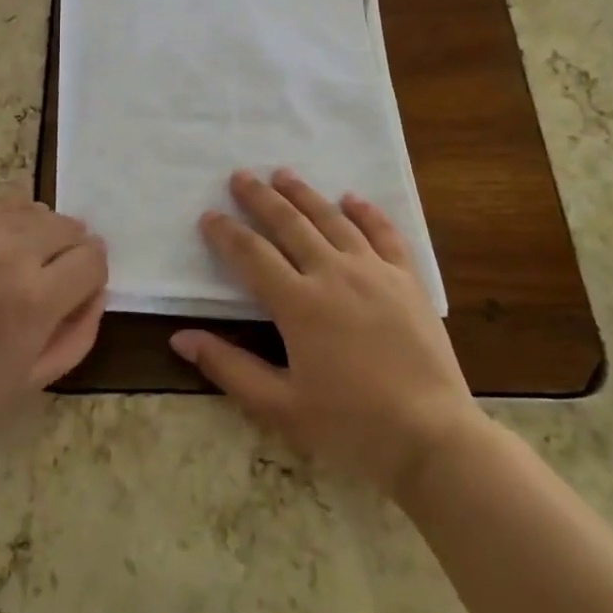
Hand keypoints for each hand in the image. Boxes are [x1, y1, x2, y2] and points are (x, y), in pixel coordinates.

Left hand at [0, 196, 106, 454]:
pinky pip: (3, 202)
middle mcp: (13, 251)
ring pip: (39, 210)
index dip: (92, 277)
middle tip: (50, 282)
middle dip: (72, 253)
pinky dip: (13, 219)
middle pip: (71, 227)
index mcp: (36, 298)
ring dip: (43, 235)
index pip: (93, 259)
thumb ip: (78, 334)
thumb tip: (95, 292)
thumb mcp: (30, 382)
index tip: (76, 294)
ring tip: (20, 264)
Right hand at [170, 169, 476, 495]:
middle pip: (289, 223)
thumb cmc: (351, 427)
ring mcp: (374, 271)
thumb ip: (229, 367)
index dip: (226, 233)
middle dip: (260, 197)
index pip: (251, 255)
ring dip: (304, 194)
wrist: (432, 438)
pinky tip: (351, 198)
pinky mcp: (407, 279)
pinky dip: (365, 212)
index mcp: (298, 304)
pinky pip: (384, 233)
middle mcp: (333, 274)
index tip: (209, 216)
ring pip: (332, 219)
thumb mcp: (280, 407)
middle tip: (240, 176)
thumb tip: (180, 337)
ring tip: (283, 174)